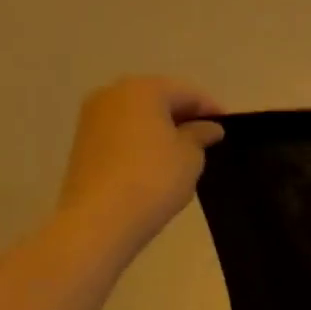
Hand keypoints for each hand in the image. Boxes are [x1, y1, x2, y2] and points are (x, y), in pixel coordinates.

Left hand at [56, 77, 224, 251]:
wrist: (99, 220)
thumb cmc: (153, 179)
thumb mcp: (190, 156)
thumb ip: (201, 135)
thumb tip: (208, 127)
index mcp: (143, 89)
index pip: (187, 92)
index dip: (211, 109)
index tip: (228, 128)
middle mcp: (113, 94)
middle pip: (158, 99)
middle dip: (183, 116)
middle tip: (207, 138)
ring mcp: (92, 118)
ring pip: (137, 115)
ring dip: (161, 128)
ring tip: (183, 152)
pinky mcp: (82, 142)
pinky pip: (122, 132)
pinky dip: (141, 140)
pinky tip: (156, 162)